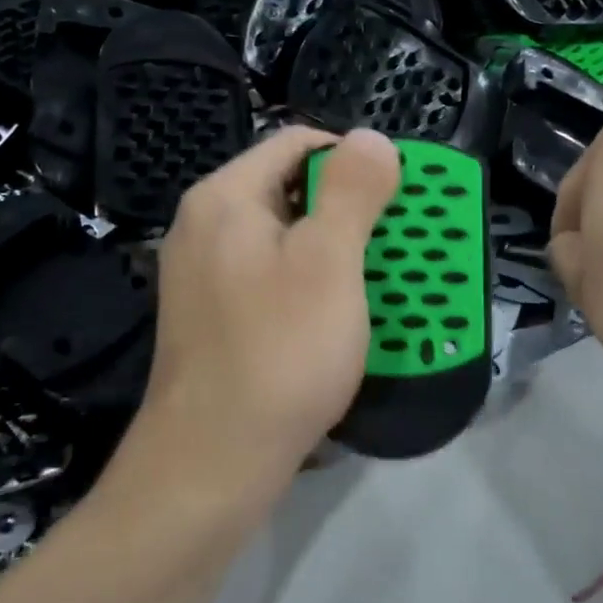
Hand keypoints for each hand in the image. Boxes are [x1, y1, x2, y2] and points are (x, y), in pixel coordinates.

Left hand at [120, 126, 399, 520]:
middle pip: (290, 191)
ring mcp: (204, 277)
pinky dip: (313, 287)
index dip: (354, 157)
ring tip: (381, 281)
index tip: (398, 193)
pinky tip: (341, 318)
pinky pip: (272, 281)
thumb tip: (371, 137)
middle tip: (397, 242)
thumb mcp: (330, 262)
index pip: (296, 142)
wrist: (211, 465)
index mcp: (225, 199)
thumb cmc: (279, 352)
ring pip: (285, 240)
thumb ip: (353, 192)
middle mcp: (205, 228)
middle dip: (351, 210)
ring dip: (338, 252)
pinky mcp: (213, 320)